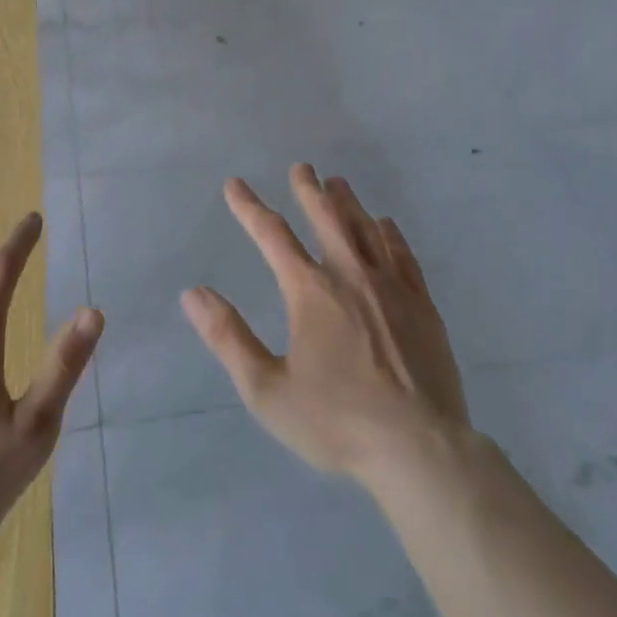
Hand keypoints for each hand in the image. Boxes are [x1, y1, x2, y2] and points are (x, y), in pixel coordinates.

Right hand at [181, 164, 468, 487]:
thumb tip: (193, 293)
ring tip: (338, 183)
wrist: (420, 450)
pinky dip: (390, 234)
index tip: (235, 185)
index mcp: (310, 291)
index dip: (249, 208)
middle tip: (302, 166)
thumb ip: (228, 338)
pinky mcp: (423, 306)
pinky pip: (403, 256)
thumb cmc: (337, 421)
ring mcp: (391, 288)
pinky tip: (386, 225)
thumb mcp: (267, 389)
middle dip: (309, 190)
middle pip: (326, 218)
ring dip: (348, 203)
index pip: (272, 235)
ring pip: (366, 229)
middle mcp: (350, 275)